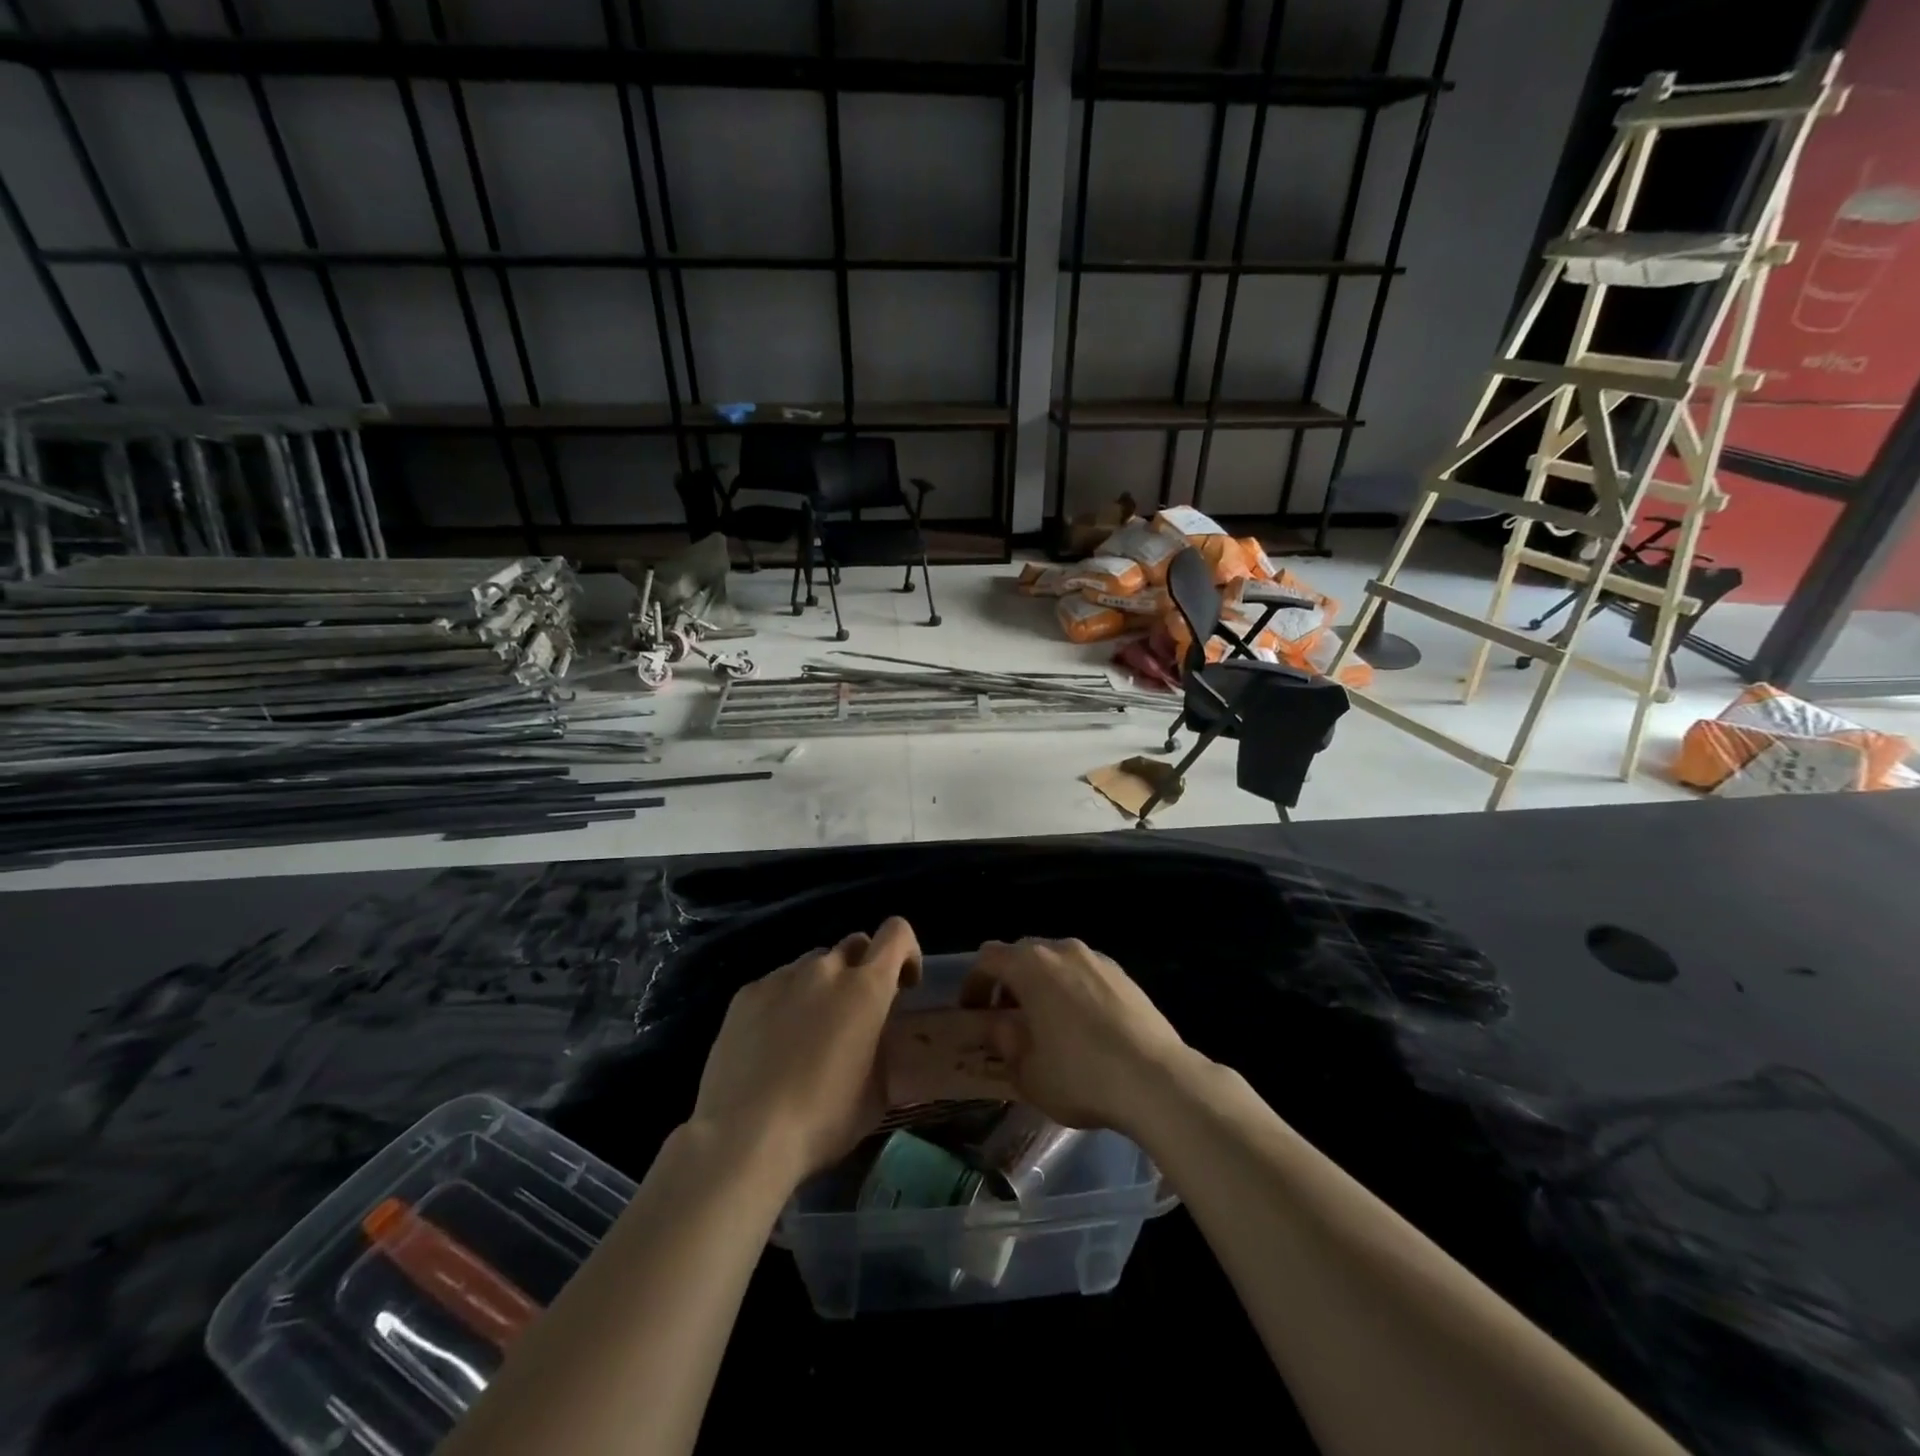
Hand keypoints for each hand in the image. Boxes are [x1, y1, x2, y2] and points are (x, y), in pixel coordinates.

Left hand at [689, 918, 921, 1186]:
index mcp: (866, 987)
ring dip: (822, 986)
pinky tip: (773, 1043)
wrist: (745, 1137)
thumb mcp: (878, 1092)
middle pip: (854, 945)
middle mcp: (826, 969)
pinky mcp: (747, 993)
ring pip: (814, 964)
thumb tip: (879, 1036)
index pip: (897, 932)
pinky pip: (777, 983)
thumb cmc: (823, 1119)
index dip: (906, 952)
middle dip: (862, 970)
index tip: (903, 986)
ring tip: (808, 1031)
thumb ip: (885, 1048)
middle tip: (855, 1013)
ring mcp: (782, 977)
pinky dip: (785, 1001)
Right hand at [958, 938, 1198, 1135]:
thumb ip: (1005, 1041)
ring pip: (1057, 962)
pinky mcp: (1124, 974)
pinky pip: (1085, 973)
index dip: (974, 984)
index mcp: (1031, 965)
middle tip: (1008, 1018)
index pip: (988, 959)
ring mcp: (1097, 958)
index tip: (973, 1013)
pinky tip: (1083, 1026)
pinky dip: (1073, 990)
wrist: (1156, 1079)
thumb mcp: (1028, 1072)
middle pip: (1023, 954)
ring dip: (1043, 984)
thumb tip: (1000, 1025)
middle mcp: (1062, 950)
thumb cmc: (1080, 1075)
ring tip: (1046, 1023)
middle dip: (1009, 982)